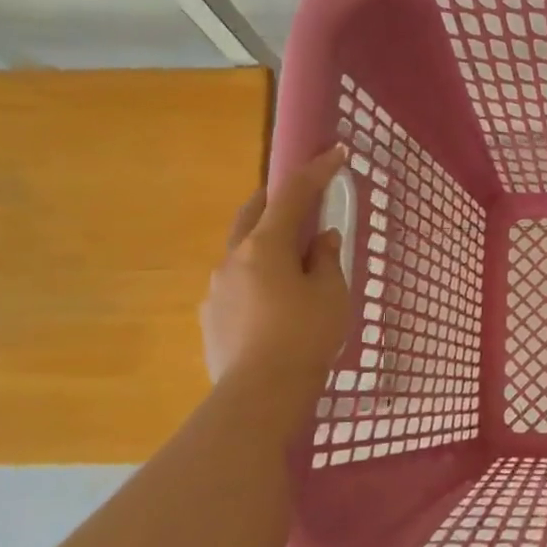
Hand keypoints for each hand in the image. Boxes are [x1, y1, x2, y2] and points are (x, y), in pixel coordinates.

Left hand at [200, 145, 352, 382]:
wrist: (260, 393)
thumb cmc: (305, 335)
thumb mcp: (331, 294)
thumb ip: (326, 259)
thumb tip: (322, 238)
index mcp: (265, 246)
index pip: (292, 195)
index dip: (316, 172)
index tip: (335, 153)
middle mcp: (233, 258)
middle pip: (252, 213)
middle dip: (276, 198)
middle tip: (301, 198)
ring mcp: (216, 288)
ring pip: (242, 250)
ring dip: (265, 242)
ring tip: (292, 262)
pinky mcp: (211, 316)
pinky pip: (237, 283)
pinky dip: (257, 276)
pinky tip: (274, 302)